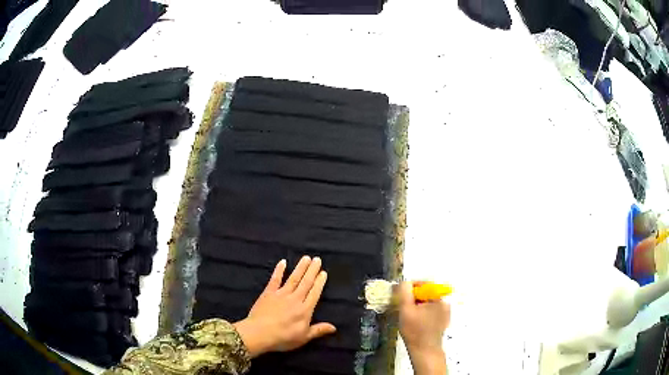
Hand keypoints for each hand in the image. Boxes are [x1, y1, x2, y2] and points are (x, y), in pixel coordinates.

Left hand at [233, 256, 336, 357]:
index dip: (320, 283)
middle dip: (312, 270)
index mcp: (305, 310)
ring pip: (293, 278)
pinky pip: (275, 279)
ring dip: (300, 268)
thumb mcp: (304, 337)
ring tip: (306, 258)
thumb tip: (334, 327)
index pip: (315, 293)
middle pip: (306, 283)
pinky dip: (279, 270)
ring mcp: (281, 294)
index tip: (323, 272)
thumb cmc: (283, 338)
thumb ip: (318, 330)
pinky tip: (283, 262)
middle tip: (317, 259)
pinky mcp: (268, 293)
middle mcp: (295, 299)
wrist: (259, 333)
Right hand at [399, 281, 449, 374]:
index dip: (410, 288)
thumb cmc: (415, 331)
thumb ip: (404, 292)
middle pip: (426, 293)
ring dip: (416, 305)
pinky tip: (415, 321)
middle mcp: (445, 302)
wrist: (425, 351)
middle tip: (402, 306)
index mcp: (439, 298)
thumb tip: (404, 282)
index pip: (424, 284)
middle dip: (413, 298)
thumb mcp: (405, 310)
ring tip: (407, 314)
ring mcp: (446, 312)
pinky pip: (431, 310)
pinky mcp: (443, 320)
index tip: (399, 295)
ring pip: (427, 302)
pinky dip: (422, 312)